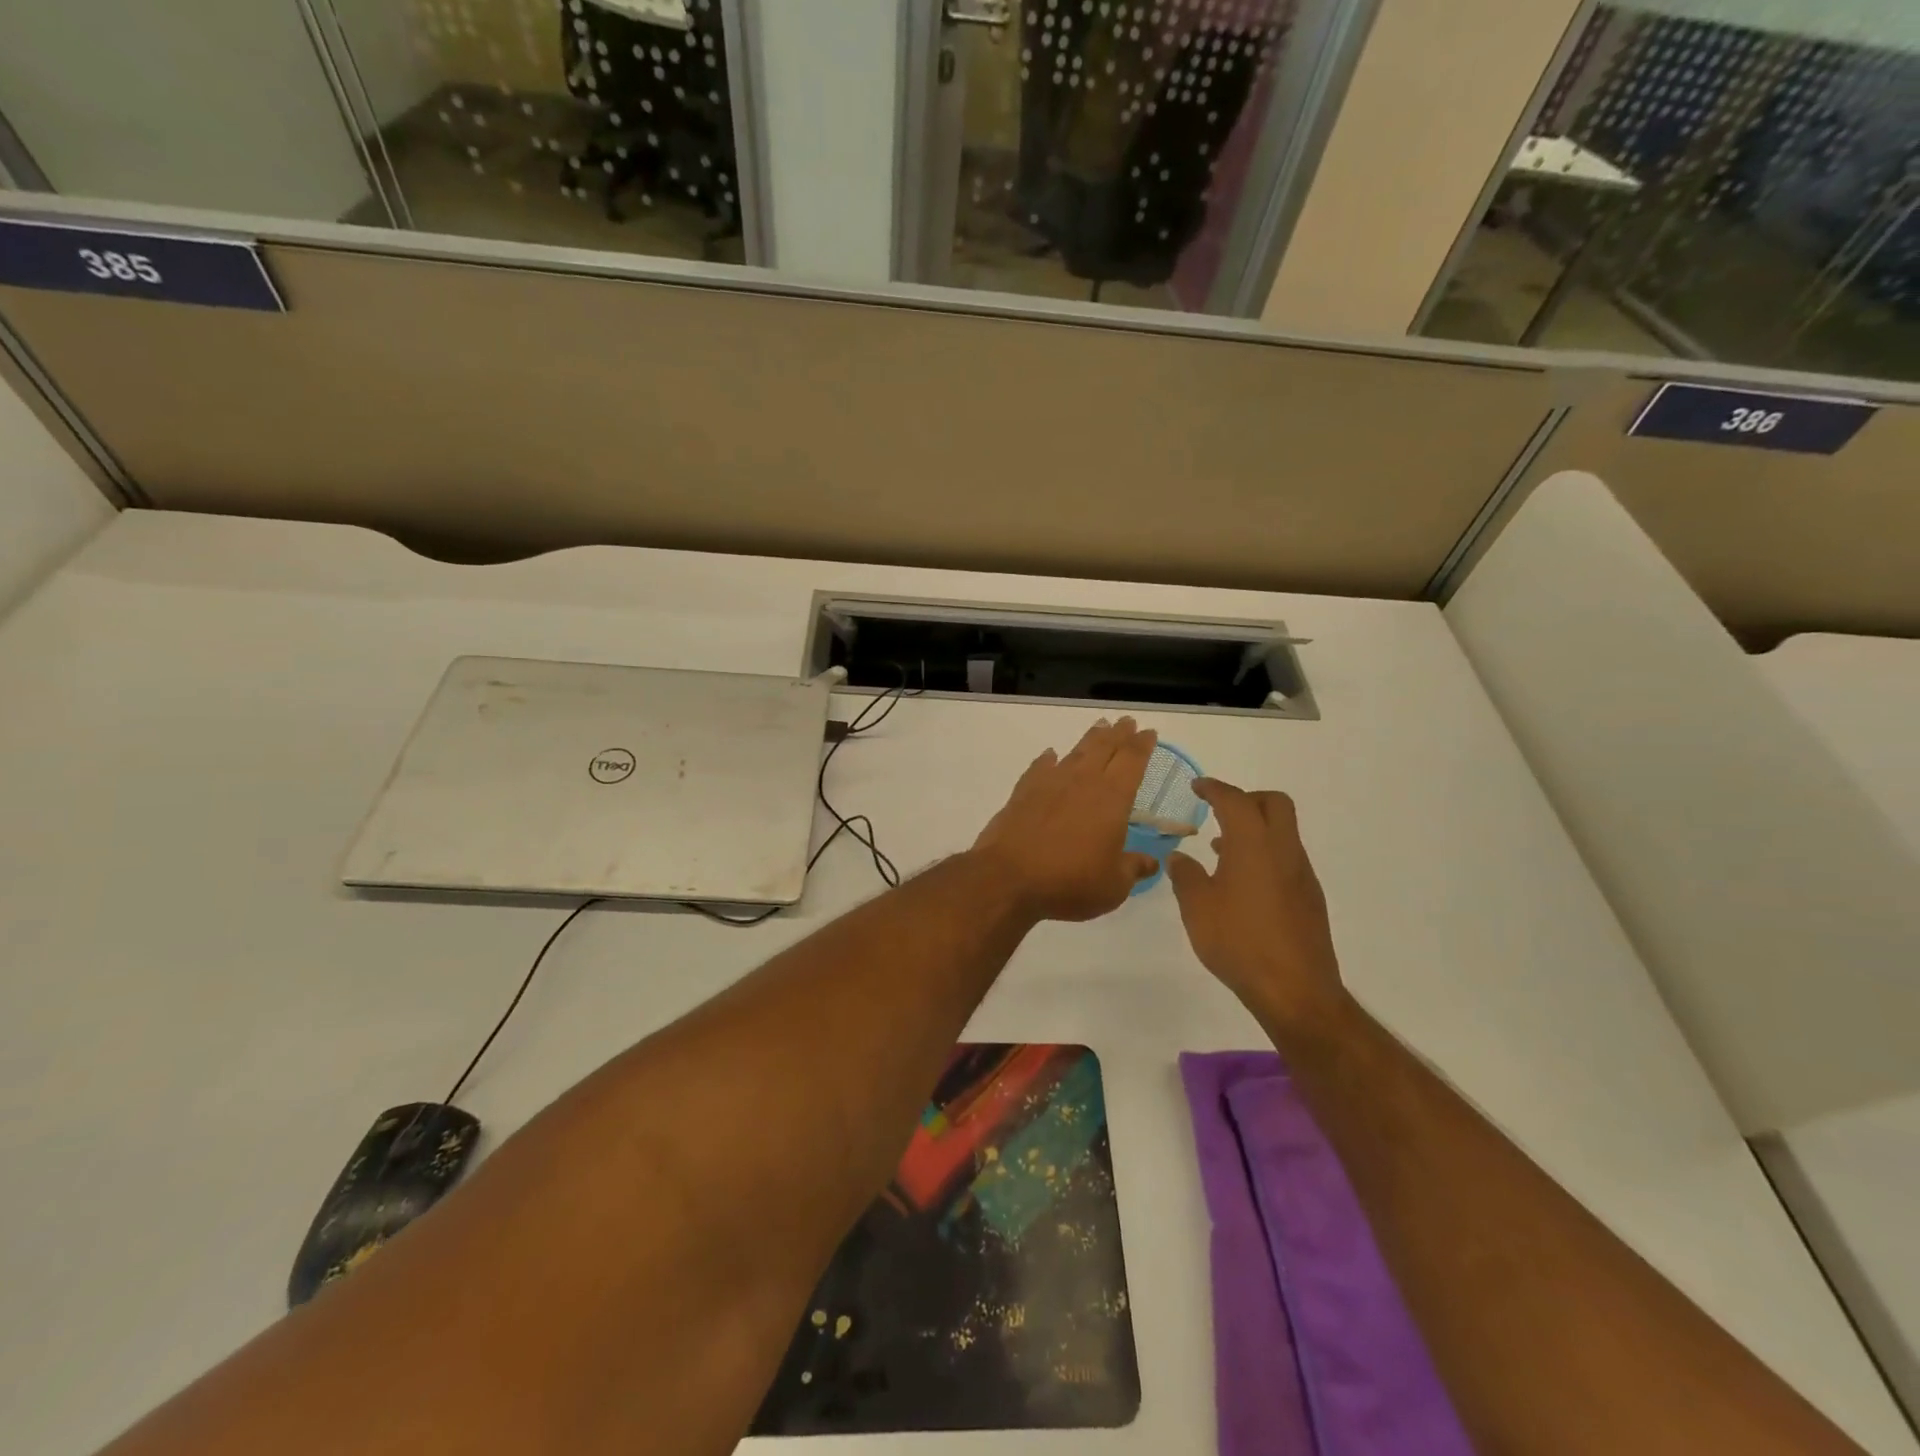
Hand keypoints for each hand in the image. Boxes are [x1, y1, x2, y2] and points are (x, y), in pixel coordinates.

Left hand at [971, 718, 1161, 921]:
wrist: (1009, 877)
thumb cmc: (1070, 881)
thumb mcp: (1113, 885)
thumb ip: (1133, 868)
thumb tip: (1151, 862)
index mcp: (1112, 797)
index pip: (1132, 761)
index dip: (1142, 745)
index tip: (1148, 732)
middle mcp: (1082, 781)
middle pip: (1104, 748)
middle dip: (1118, 734)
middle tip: (1126, 722)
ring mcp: (1050, 783)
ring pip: (1075, 752)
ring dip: (1090, 739)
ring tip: (1099, 727)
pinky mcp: (1023, 792)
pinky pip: (1040, 767)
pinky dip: (1048, 760)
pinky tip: (1050, 756)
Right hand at [1167, 780, 1344, 1028]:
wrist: (1295, 991)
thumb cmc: (1239, 942)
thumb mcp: (1197, 908)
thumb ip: (1186, 876)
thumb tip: (1179, 858)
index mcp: (1253, 845)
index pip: (1236, 800)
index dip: (1215, 788)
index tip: (1198, 787)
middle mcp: (1283, 851)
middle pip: (1274, 803)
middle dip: (1246, 799)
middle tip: (1218, 811)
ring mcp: (1301, 874)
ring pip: (1283, 831)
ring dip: (1255, 829)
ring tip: (1221, 850)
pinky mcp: (1309, 898)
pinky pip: (1286, 858)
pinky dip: (1264, 854)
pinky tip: (1241, 884)